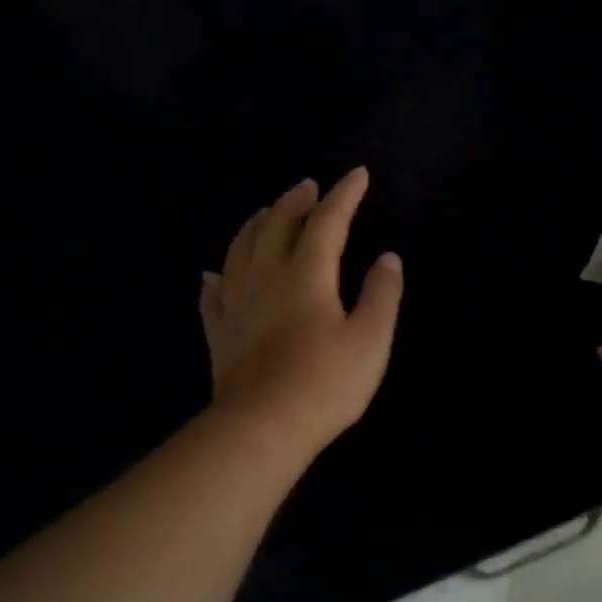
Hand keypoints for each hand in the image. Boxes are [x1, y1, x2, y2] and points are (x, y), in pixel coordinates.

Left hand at [201, 167, 401, 460]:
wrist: (263, 426)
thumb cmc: (326, 383)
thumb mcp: (371, 340)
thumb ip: (381, 295)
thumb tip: (388, 258)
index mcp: (307, 275)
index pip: (327, 222)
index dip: (344, 196)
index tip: (358, 174)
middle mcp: (266, 278)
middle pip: (277, 226)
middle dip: (295, 201)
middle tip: (308, 187)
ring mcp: (236, 305)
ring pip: (240, 249)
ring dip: (256, 225)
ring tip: (266, 214)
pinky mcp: (220, 333)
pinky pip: (213, 295)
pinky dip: (216, 277)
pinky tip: (213, 274)